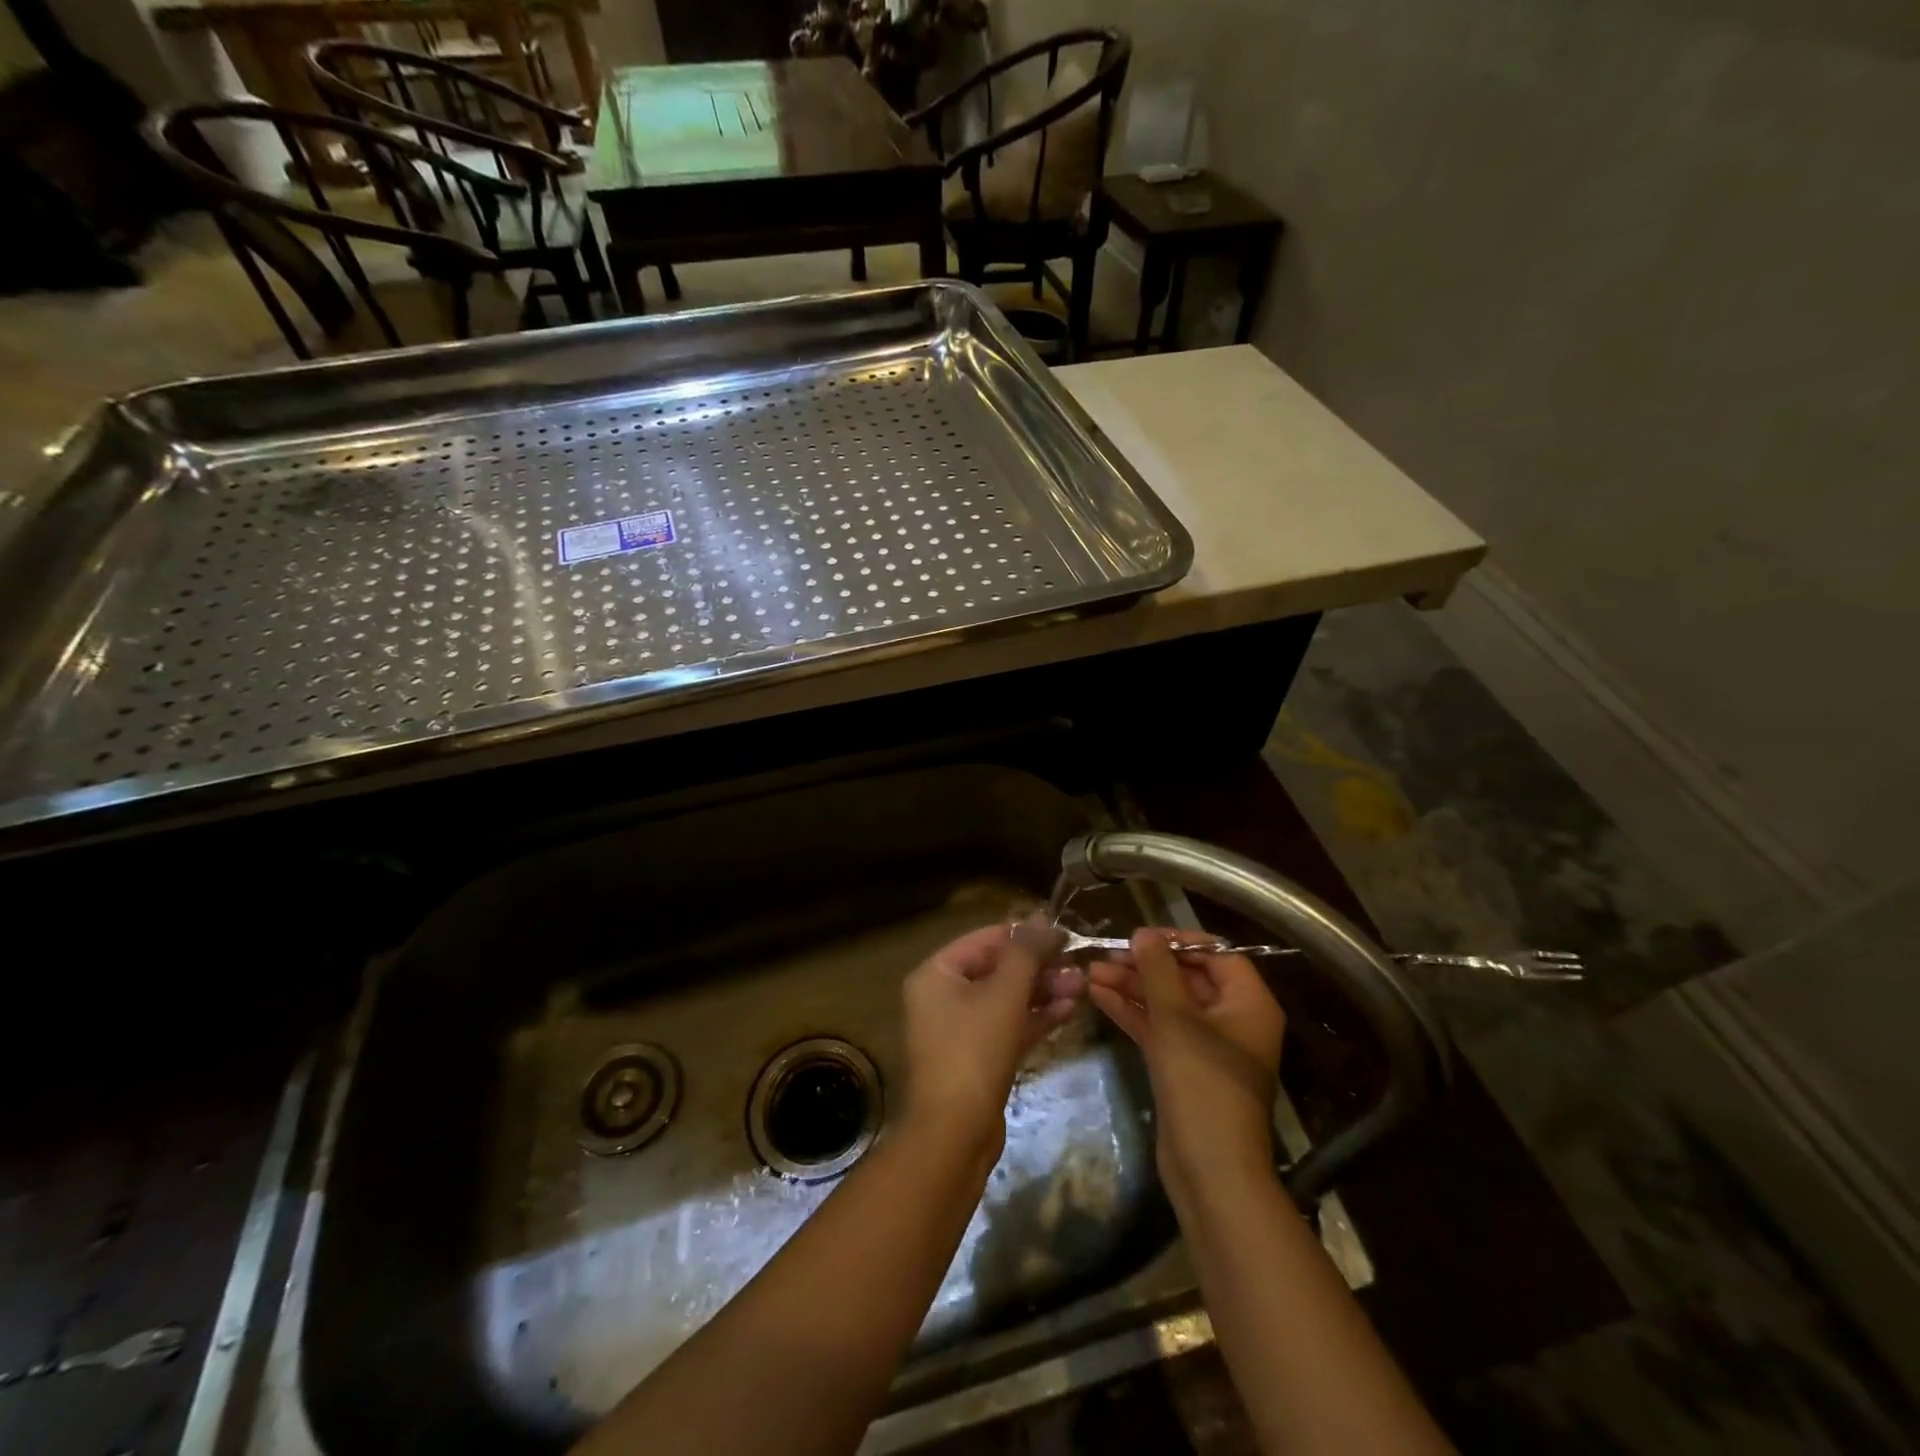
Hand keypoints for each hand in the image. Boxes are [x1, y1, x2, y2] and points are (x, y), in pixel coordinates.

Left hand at [899, 917, 1079, 1157]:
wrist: (954, 1135)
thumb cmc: (973, 1051)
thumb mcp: (1004, 994)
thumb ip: (1025, 953)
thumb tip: (1041, 918)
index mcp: (936, 974)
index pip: (984, 940)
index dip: (1023, 935)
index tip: (1063, 933)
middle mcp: (942, 997)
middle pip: (996, 969)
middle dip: (1038, 966)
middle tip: (1077, 963)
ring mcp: (959, 1029)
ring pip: (1006, 999)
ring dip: (1042, 991)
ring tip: (1081, 985)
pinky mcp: (978, 1057)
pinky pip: (1008, 1025)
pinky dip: (1035, 1017)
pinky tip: (1069, 1009)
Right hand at [1087, 928, 1284, 1200]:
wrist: (1210, 1169)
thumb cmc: (1203, 1084)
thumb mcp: (1177, 1019)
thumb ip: (1158, 971)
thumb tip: (1143, 934)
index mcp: (1249, 1003)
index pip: (1216, 954)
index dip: (1178, 941)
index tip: (1139, 935)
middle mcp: (1233, 1020)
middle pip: (1187, 978)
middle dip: (1145, 966)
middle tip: (1106, 955)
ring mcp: (1208, 1046)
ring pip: (1168, 1004)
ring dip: (1132, 988)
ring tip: (1090, 973)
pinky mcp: (1186, 1068)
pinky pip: (1159, 1029)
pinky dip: (1133, 1013)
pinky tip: (1098, 997)